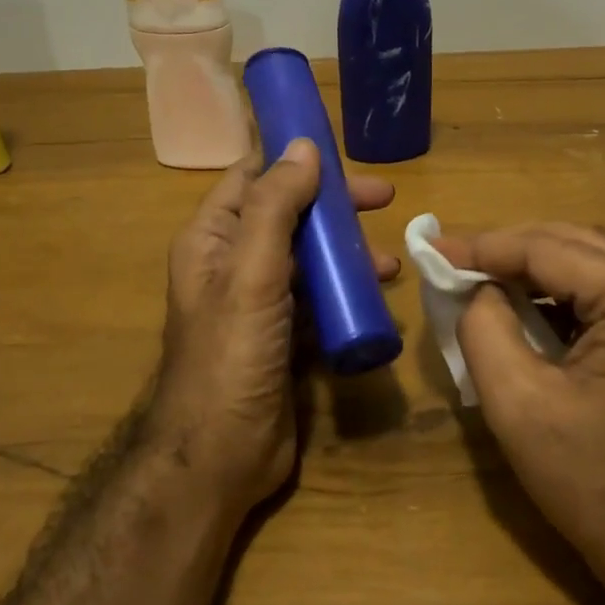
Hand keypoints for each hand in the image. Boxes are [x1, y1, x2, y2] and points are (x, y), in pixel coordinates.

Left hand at [149, 140, 398, 512]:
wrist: (221, 458)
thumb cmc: (231, 357)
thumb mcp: (251, 274)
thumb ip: (275, 208)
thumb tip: (302, 146)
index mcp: (212, 239)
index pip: (252, 177)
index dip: (292, 157)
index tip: (341, 149)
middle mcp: (233, 263)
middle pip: (289, 214)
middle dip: (334, 205)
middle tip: (384, 198)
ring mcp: (260, 303)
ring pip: (309, 258)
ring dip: (348, 251)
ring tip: (391, 261)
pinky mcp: (285, 337)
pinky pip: (320, 299)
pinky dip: (348, 292)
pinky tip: (379, 297)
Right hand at [431, 224, 604, 604]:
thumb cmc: (595, 483)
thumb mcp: (518, 404)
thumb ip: (484, 328)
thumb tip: (477, 289)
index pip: (548, 248)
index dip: (483, 246)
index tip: (433, 249)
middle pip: (573, 243)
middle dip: (508, 249)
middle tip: (453, 260)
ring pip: (590, 262)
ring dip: (533, 267)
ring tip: (479, 278)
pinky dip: (559, 292)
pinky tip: (522, 305)